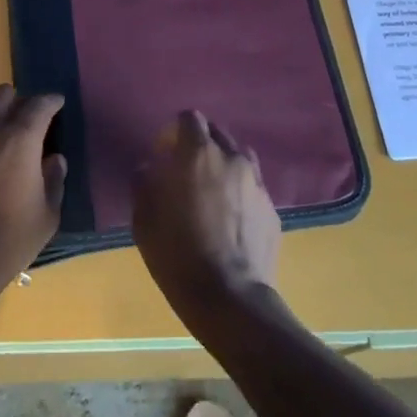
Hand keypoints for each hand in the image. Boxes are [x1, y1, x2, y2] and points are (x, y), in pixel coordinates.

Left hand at [0, 85, 66, 299]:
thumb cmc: (10, 240)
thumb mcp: (47, 215)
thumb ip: (54, 180)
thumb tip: (54, 160)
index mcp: (19, 140)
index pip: (38, 105)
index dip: (50, 101)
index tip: (58, 103)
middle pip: (2, 95)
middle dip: (18, 101)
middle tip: (30, 121)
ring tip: (7, 151)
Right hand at [132, 111, 280, 336]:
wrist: (230, 298)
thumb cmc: (178, 255)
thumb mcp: (144, 220)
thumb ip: (144, 183)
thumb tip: (148, 168)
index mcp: (198, 154)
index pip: (189, 118)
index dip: (175, 132)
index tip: (164, 154)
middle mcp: (232, 159)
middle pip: (217, 134)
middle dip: (200, 145)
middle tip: (185, 172)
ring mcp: (257, 183)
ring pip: (239, 158)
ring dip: (223, 165)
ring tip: (212, 192)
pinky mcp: (272, 209)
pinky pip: (253, 188)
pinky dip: (240, 193)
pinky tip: (230, 220)